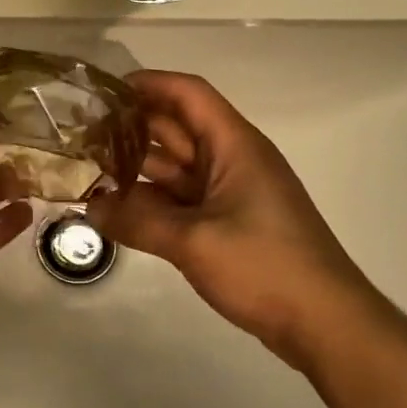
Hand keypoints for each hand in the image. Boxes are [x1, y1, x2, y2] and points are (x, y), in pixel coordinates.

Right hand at [86, 70, 380, 360]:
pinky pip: (182, 199)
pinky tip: (117, 208)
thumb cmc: (265, 267)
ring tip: (88, 169)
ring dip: (137, 166)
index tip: (104, 90)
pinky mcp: (229, 223)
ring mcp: (231, 193)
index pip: (188, 94)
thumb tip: (89, 209)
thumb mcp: (194, 242)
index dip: (148, 84)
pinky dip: (152, 199)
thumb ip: (137, 222)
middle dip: (131, 127)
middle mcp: (232, 160)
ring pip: (176, 166)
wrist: (325, 323)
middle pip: (177, 128)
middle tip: (81, 135)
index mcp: (234, 146)